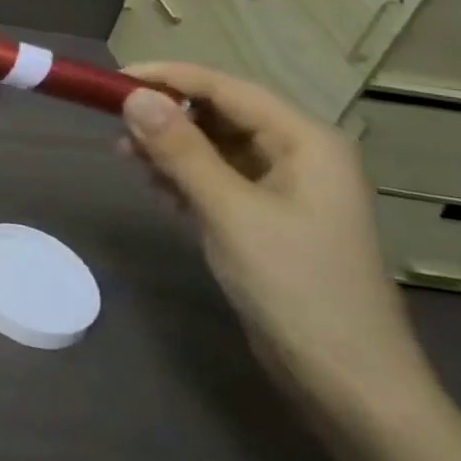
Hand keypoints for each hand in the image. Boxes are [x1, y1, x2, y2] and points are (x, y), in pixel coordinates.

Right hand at [117, 62, 435, 424]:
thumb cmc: (296, 287)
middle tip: (115, 129)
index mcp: (304, 142)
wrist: (348, 382)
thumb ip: (181, 150)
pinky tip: (156, 191)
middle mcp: (297, 155)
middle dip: (166, 117)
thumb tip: (133, 96)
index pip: (226, 88)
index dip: (168, 78)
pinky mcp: (266, 219)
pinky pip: (216, 179)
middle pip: (219, 114)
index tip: (112, 81)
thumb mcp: (231, 212)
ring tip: (127, 160)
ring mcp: (283, 189)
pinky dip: (182, 178)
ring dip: (170, 148)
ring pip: (213, 147)